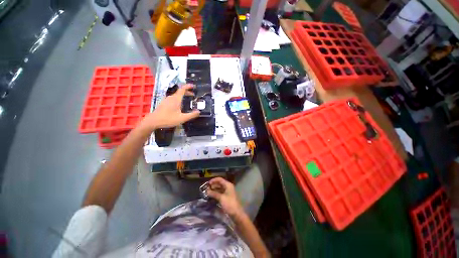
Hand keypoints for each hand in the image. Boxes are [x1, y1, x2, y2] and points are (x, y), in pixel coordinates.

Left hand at [140, 84, 199, 130]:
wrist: (153, 121)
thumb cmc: (168, 119)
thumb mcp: (182, 118)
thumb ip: (191, 115)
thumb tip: (199, 111)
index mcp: (176, 99)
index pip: (183, 89)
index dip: (188, 86)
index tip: (193, 86)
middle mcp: (171, 97)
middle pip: (180, 92)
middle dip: (187, 92)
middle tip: (193, 95)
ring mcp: (166, 100)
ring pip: (176, 95)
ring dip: (183, 95)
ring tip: (188, 99)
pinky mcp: (164, 103)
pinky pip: (173, 98)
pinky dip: (179, 98)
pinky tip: (180, 104)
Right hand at [207, 177, 244, 217]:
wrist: (237, 214)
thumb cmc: (229, 204)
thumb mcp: (221, 198)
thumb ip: (214, 193)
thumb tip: (207, 191)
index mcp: (228, 185)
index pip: (220, 179)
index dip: (213, 180)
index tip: (207, 183)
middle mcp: (228, 187)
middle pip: (220, 183)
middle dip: (213, 185)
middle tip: (206, 188)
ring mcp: (228, 192)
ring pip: (220, 188)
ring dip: (214, 189)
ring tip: (208, 192)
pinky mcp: (227, 197)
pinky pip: (221, 192)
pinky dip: (216, 193)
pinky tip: (212, 196)